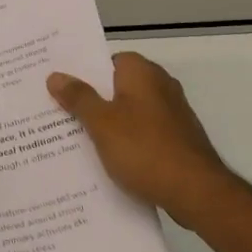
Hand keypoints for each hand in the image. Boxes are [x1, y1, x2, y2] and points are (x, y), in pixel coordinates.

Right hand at [48, 52, 236, 227]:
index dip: (84, 72)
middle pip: (118, 86)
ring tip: (74, 140)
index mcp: (142, 73)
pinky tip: (107, 160)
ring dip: (108, 124)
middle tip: (58, 114)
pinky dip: (127, 142)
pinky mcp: (177, 139)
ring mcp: (172, 113)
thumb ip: (79, 98)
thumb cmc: (144, 149)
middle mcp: (161, 85)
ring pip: (130, 112)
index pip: (108, 60)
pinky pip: (143, 133)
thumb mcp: (102, 123)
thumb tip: (56, 76)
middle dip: (92, 100)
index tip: (60, 87)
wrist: (195, 190)